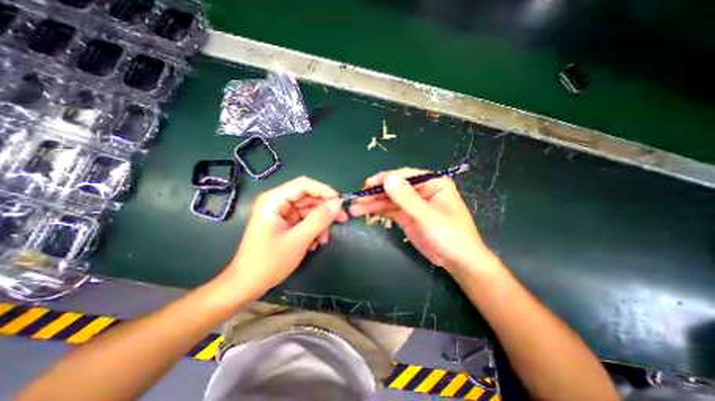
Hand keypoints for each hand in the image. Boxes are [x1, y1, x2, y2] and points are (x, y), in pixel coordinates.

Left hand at [223, 177, 345, 298]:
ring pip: (309, 209)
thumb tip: (338, 203)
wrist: (248, 285)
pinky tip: (315, 243)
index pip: (304, 185)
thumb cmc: (269, 262)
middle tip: (342, 220)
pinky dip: (314, 229)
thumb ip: (319, 219)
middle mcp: (278, 202)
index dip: (325, 191)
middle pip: (308, 196)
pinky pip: (306, 220)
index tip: (341, 203)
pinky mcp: (286, 223)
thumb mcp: (298, 240)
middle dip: (325, 209)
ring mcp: (282, 213)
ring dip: (320, 222)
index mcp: (274, 200)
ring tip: (324, 239)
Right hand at [351, 168, 492, 273]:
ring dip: (372, 203)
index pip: (405, 175)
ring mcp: (412, 203)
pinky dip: (377, 211)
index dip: (385, 179)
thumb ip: (407, 198)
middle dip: (375, 193)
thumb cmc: (450, 235)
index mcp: (432, 182)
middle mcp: (421, 190)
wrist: (457, 261)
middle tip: (356, 199)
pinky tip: (364, 212)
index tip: (367, 185)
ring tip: (355, 208)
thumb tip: (388, 178)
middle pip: (394, 187)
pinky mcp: (406, 216)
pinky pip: (389, 210)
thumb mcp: (427, 216)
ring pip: (389, 199)